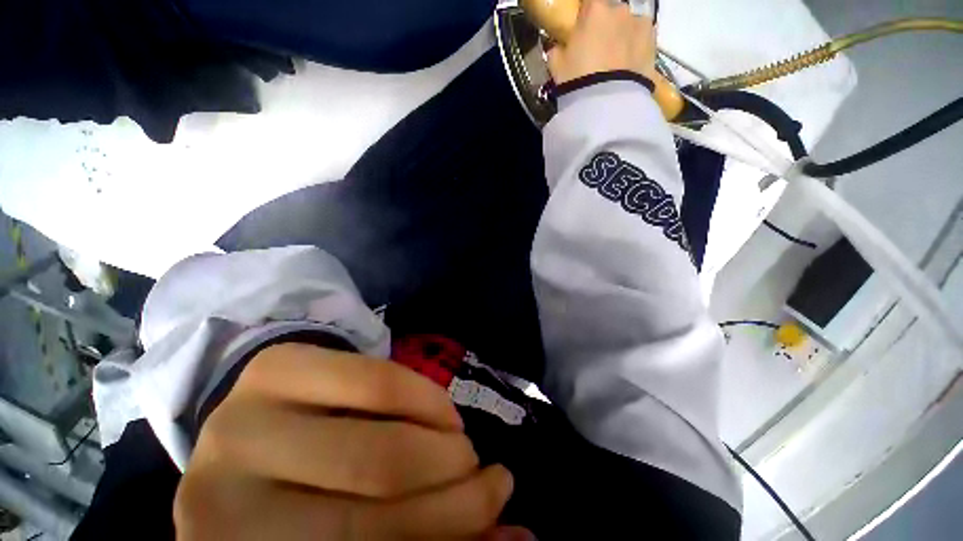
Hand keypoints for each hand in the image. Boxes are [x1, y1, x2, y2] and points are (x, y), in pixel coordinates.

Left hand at [174, 344, 515, 539]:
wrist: (263, 431)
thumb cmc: (305, 495)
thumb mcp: (354, 527)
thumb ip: (425, 532)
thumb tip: (517, 540)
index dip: (440, 536)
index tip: (497, 512)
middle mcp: (216, 502)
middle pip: (365, 514)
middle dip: (452, 496)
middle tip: (490, 479)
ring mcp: (238, 423)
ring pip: (375, 445)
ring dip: (442, 448)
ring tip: (463, 447)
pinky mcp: (275, 366)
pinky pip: (374, 381)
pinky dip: (423, 398)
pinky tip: (441, 412)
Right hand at [547, 0, 657, 84]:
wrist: (606, 104)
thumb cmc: (577, 80)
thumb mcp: (556, 67)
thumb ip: (557, 51)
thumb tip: (558, 48)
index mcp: (595, 9)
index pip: (589, 1)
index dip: (585, 15)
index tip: (581, 30)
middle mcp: (620, 9)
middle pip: (612, 13)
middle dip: (605, 27)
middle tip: (597, 50)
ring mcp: (641, 25)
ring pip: (629, 26)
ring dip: (622, 37)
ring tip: (615, 62)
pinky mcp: (654, 44)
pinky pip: (642, 41)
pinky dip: (636, 50)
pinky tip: (628, 67)